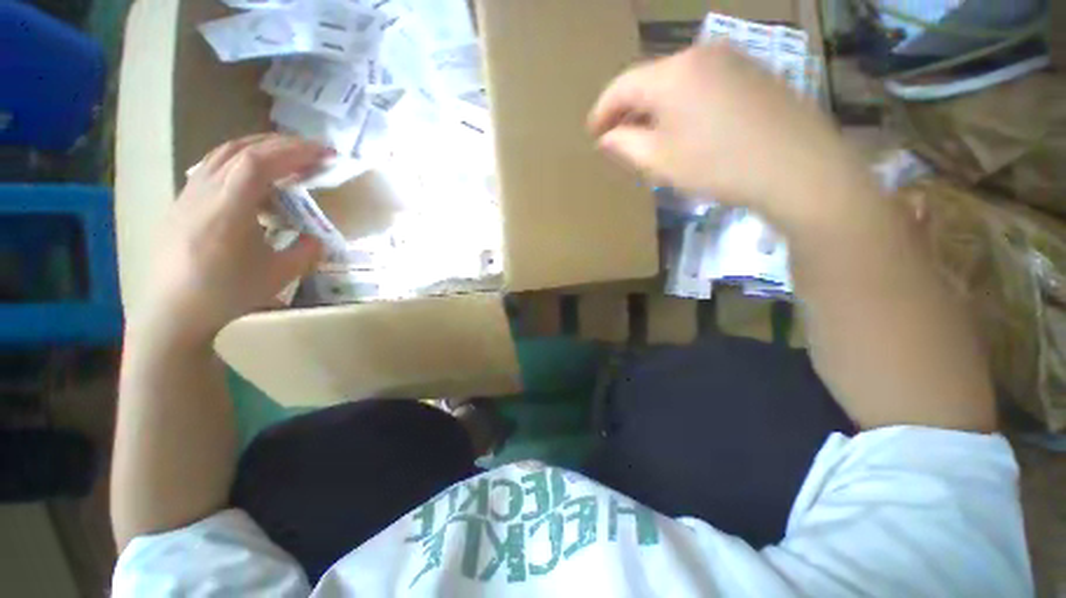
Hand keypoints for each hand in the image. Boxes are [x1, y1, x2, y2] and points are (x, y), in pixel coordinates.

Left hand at [131, 135, 331, 346]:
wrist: (173, 314)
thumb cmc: (226, 294)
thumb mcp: (279, 276)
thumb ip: (305, 252)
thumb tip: (318, 238)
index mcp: (228, 208)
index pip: (260, 162)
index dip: (294, 151)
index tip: (324, 152)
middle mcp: (204, 192)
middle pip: (241, 149)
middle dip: (281, 144)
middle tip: (312, 150)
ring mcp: (189, 195)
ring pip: (222, 155)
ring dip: (258, 148)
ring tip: (285, 156)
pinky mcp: (182, 204)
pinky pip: (212, 169)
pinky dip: (238, 162)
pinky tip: (252, 179)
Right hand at [589, 44, 855, 225]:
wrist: (797, 166)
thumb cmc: (718, 166)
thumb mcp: (660, 162)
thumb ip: (625, 145)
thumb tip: (606, 137)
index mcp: (672, 74)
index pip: (622, 86)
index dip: (602, 111)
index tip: (592, 133)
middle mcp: (699, 54)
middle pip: (649, 80)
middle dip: (628, 110)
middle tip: (616, 138)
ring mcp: (730, 59)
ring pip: (676, 81)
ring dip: (654, 107)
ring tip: (646, 136)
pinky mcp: (751, 71)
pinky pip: (701, 83)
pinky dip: (682, 104)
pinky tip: (683, 126)